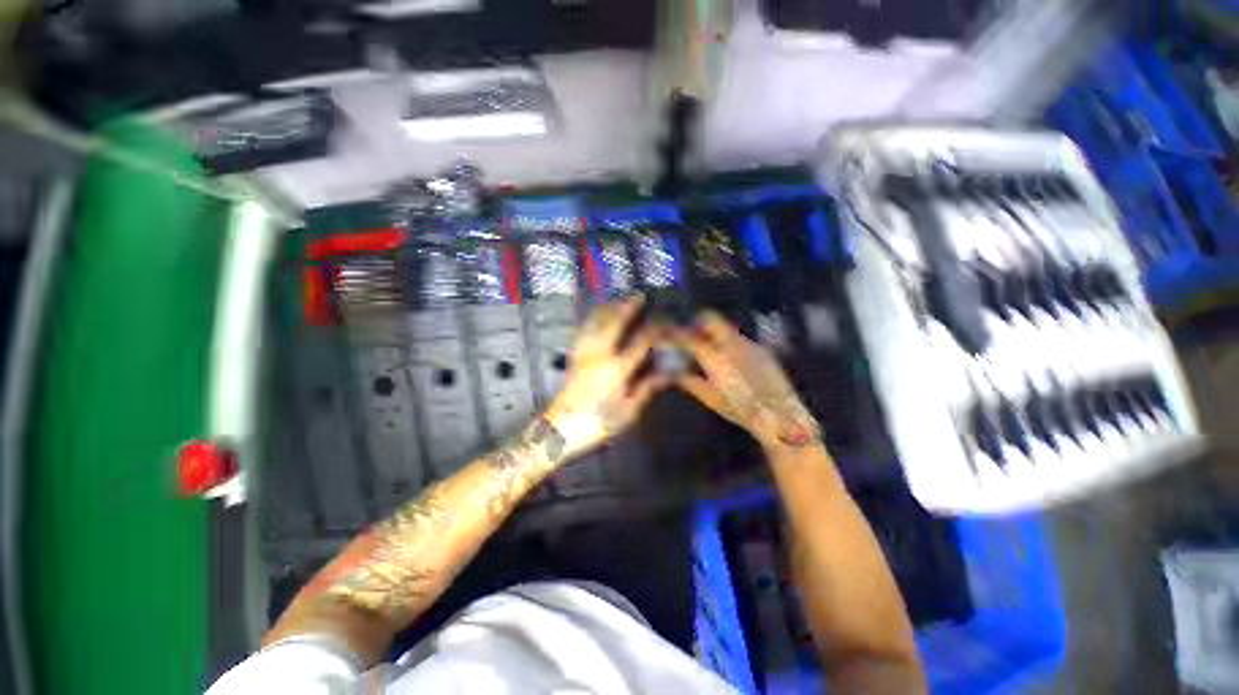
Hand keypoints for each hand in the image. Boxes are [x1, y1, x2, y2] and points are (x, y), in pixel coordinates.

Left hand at [544, 295, 668, 461]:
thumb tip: (667, 374)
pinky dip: (592, 319)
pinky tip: (596, 316)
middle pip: (614, 322)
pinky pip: (584, 330)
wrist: (560, 430)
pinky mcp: (574, 356)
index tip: (665, 321)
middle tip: (639, 296)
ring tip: (618, 299)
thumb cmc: (597, 423)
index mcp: (617, 368)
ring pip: (596, 322)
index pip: (640, 341)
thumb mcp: (628, 411)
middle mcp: (600, 354)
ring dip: (609, 308)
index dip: (655, 329)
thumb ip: (647, 389)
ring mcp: (584, 352)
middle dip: (628, 307)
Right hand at [673, 311, 821, 449]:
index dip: (675, 335)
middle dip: (696, 323)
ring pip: (725, 327)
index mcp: (714, 356)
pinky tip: (730, 359)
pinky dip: (729, 342)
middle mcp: (730, 343)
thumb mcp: (710, 398)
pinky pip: (740, 338)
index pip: (688, 337)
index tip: (667, 336)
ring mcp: (748, 343)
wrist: (778, 414)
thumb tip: (676, 374)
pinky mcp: (761, 349)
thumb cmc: (739, 409)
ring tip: (709, 348)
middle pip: (709, 318)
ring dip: (713, 333)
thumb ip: (690, 381)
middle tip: (689, 336)